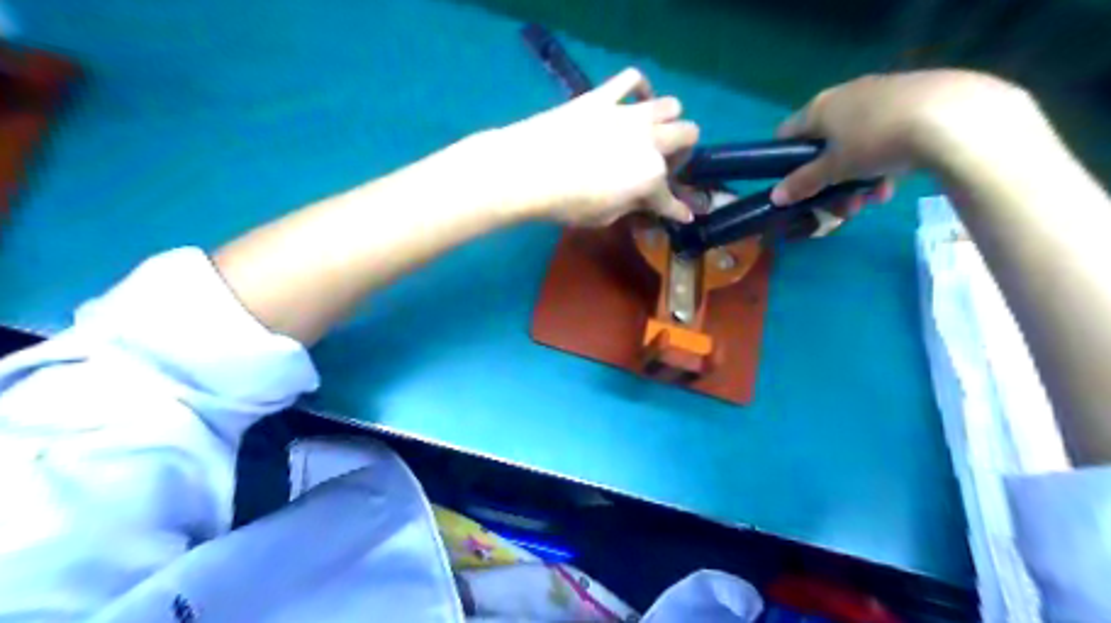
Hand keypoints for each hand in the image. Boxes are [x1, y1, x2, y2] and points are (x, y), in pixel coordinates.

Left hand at [485, 68, 692, 223]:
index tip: (683, 215)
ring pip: (671, 105)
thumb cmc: (566, 204)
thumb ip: (630, 205)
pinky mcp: (603, 97)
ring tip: (652, 132)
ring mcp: (629, 114)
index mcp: (651, 177)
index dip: (678, 210)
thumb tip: (643, 201)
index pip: (671, 198)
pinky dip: (639, 87)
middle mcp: (650, 141)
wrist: (527, 171)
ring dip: (669, 120)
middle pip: (688, 136)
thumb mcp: (604, 217)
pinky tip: (635, 98)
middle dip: (682, 154)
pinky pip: (632, 78)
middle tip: (663, 166)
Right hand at [774, 68, 1033, 207]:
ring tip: (871, 200)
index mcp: (820, 106)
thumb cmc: (876, 141)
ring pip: (856, 144)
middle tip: (840, 205)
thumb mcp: (835, 169)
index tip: (795, 185)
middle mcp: (846, 95)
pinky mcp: (914, 101)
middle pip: (824, 145)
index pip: (787, 133)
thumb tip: (774, 197)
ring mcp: (882, 96)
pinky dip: (882, 163)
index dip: (784, 161)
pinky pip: (884, 136)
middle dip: (829, 180)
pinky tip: (893, 185)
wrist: (954, 118)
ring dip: (856, 178)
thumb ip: (803, 182)